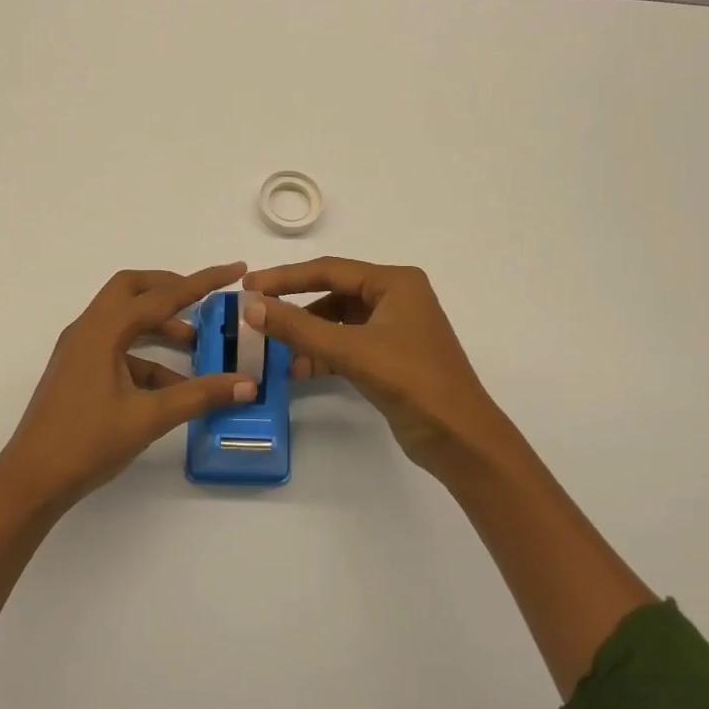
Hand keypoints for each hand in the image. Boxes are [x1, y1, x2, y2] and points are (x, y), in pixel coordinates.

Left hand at [0, 263, 256, 508]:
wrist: (31, 481)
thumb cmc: (87, 442)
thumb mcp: (149, 417)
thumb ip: (200, 396)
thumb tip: (246, 384)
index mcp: (103, 330)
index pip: (162, 295)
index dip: (202, 281)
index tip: (235, 269)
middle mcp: (88, 329)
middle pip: (133, 290)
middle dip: (171, 289)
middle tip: (205, 300)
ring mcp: (80, 350)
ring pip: (125, 320)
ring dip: (160, 326)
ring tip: (198, 346)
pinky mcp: (79, 371)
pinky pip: (118, 350)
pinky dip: (147, 358)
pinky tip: (174, 386)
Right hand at [241, 257, 521, 477]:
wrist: (460, 439)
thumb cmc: (412, 382)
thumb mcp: (351, 351)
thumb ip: (299, 328)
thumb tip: (251, 306)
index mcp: (395, 282)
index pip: (330, 269)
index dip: (286, 277)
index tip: (248, 286)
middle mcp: (396, 297)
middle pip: (333, 293)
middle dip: (296, 309)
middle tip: (257, 317)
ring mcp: (395, 328)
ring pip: (338, 321)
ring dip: (308, 336)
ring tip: (276, 353)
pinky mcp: (391, 356)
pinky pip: (347, 344)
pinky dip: (323, 354)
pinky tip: (299, 370)